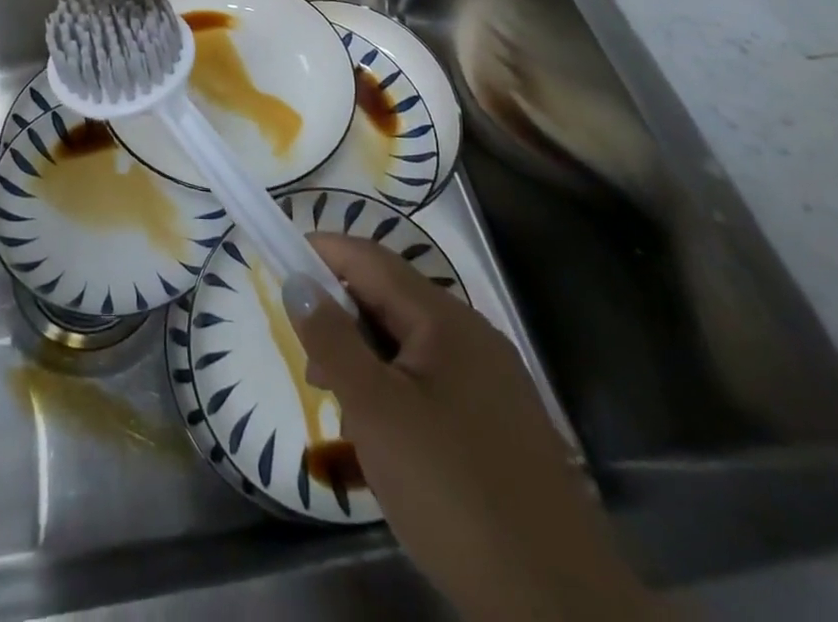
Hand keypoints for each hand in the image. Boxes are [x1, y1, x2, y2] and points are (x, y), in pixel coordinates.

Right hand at [285, 234, 660, 621]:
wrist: (561, 612)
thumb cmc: (453, 493)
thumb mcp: (375, 411)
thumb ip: (331, 339)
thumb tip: (298, 280)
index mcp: (446, 320)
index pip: (370, 259)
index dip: (321, 252)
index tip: (276, 263)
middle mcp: (473, 337)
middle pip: (388, 300)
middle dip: (340, 320)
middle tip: (311, 368)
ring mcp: (492, 383)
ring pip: (408, 347)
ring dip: (365, 363)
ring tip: (342, 413)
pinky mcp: (499, 427)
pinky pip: (431, 385)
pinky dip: (394, 395)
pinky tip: (382, 445)